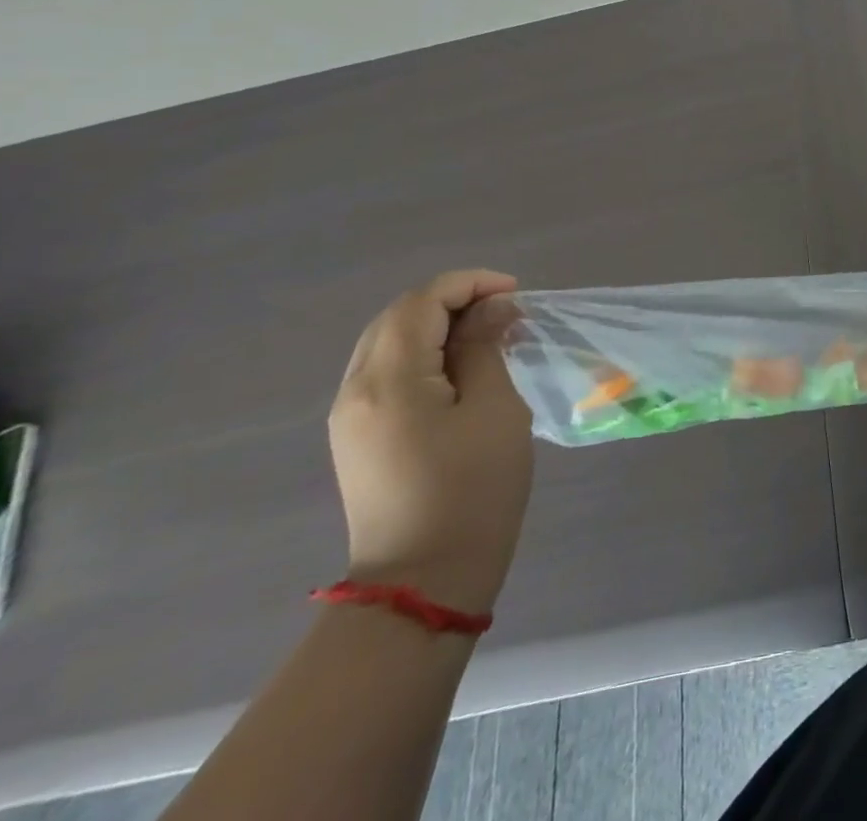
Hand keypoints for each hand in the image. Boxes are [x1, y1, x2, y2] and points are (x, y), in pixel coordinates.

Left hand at [329, 270, 533, 615]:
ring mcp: (350, 417)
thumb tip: (492, 308)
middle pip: (398, 317)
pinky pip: (386, 372)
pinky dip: (424, 354)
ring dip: (439, 327)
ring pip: (388, 342)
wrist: (423, 581)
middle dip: (454, 301)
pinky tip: (461, 370)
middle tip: (506, 314)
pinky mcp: (357, 437)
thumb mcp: (495, 409)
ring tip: (490, 337)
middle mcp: (356, 390)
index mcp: (388, 380)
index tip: (516, 296)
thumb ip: (486, 348)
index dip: (470, 285)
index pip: (421, 302)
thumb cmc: (472, 489)